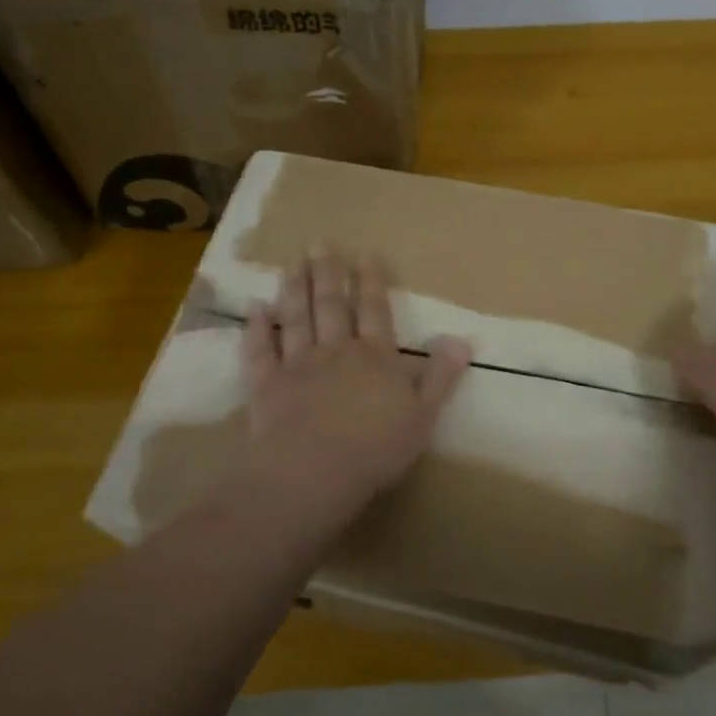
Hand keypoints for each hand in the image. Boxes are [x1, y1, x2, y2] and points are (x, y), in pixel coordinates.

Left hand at [225, 248, 470, 539]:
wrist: (314, 471)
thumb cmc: (376, 448)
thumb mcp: (423, 415)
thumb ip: (440, 377)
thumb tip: (462, 339)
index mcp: (376, 358)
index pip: (375, 312)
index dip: (371, 283)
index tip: (365, 255)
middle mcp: (336, 352)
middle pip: (332, 307)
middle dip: (328, 274)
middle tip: (321, 245)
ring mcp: (298, 366)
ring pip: (296, 319)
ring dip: (295, 290)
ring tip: (293, 263)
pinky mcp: (267, 386)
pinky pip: (260, 351)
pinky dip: (256, 329)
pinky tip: (253, 308)